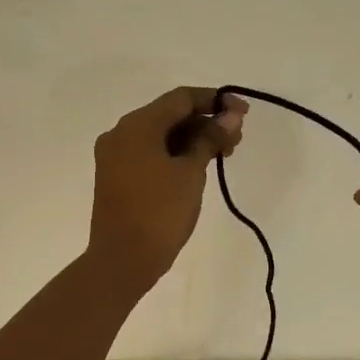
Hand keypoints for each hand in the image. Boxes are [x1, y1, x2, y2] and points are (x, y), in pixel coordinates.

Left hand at [87, 87, 246, 296]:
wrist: (122, 261)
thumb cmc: (160, 213)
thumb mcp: (191, 172)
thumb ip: (211, 139)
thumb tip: (231, 116)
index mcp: (136, 125)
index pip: (181, 98)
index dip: (215, 100)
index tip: (244, 114)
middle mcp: (121, 133)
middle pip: (169, 115)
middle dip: (205, 122)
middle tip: (236, 140)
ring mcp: (115, 156)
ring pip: (160, 135)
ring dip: (192, 139)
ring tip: (223, 155)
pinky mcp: (116, 177)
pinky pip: (150, 153)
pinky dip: (175, 154)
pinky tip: (198, 166)